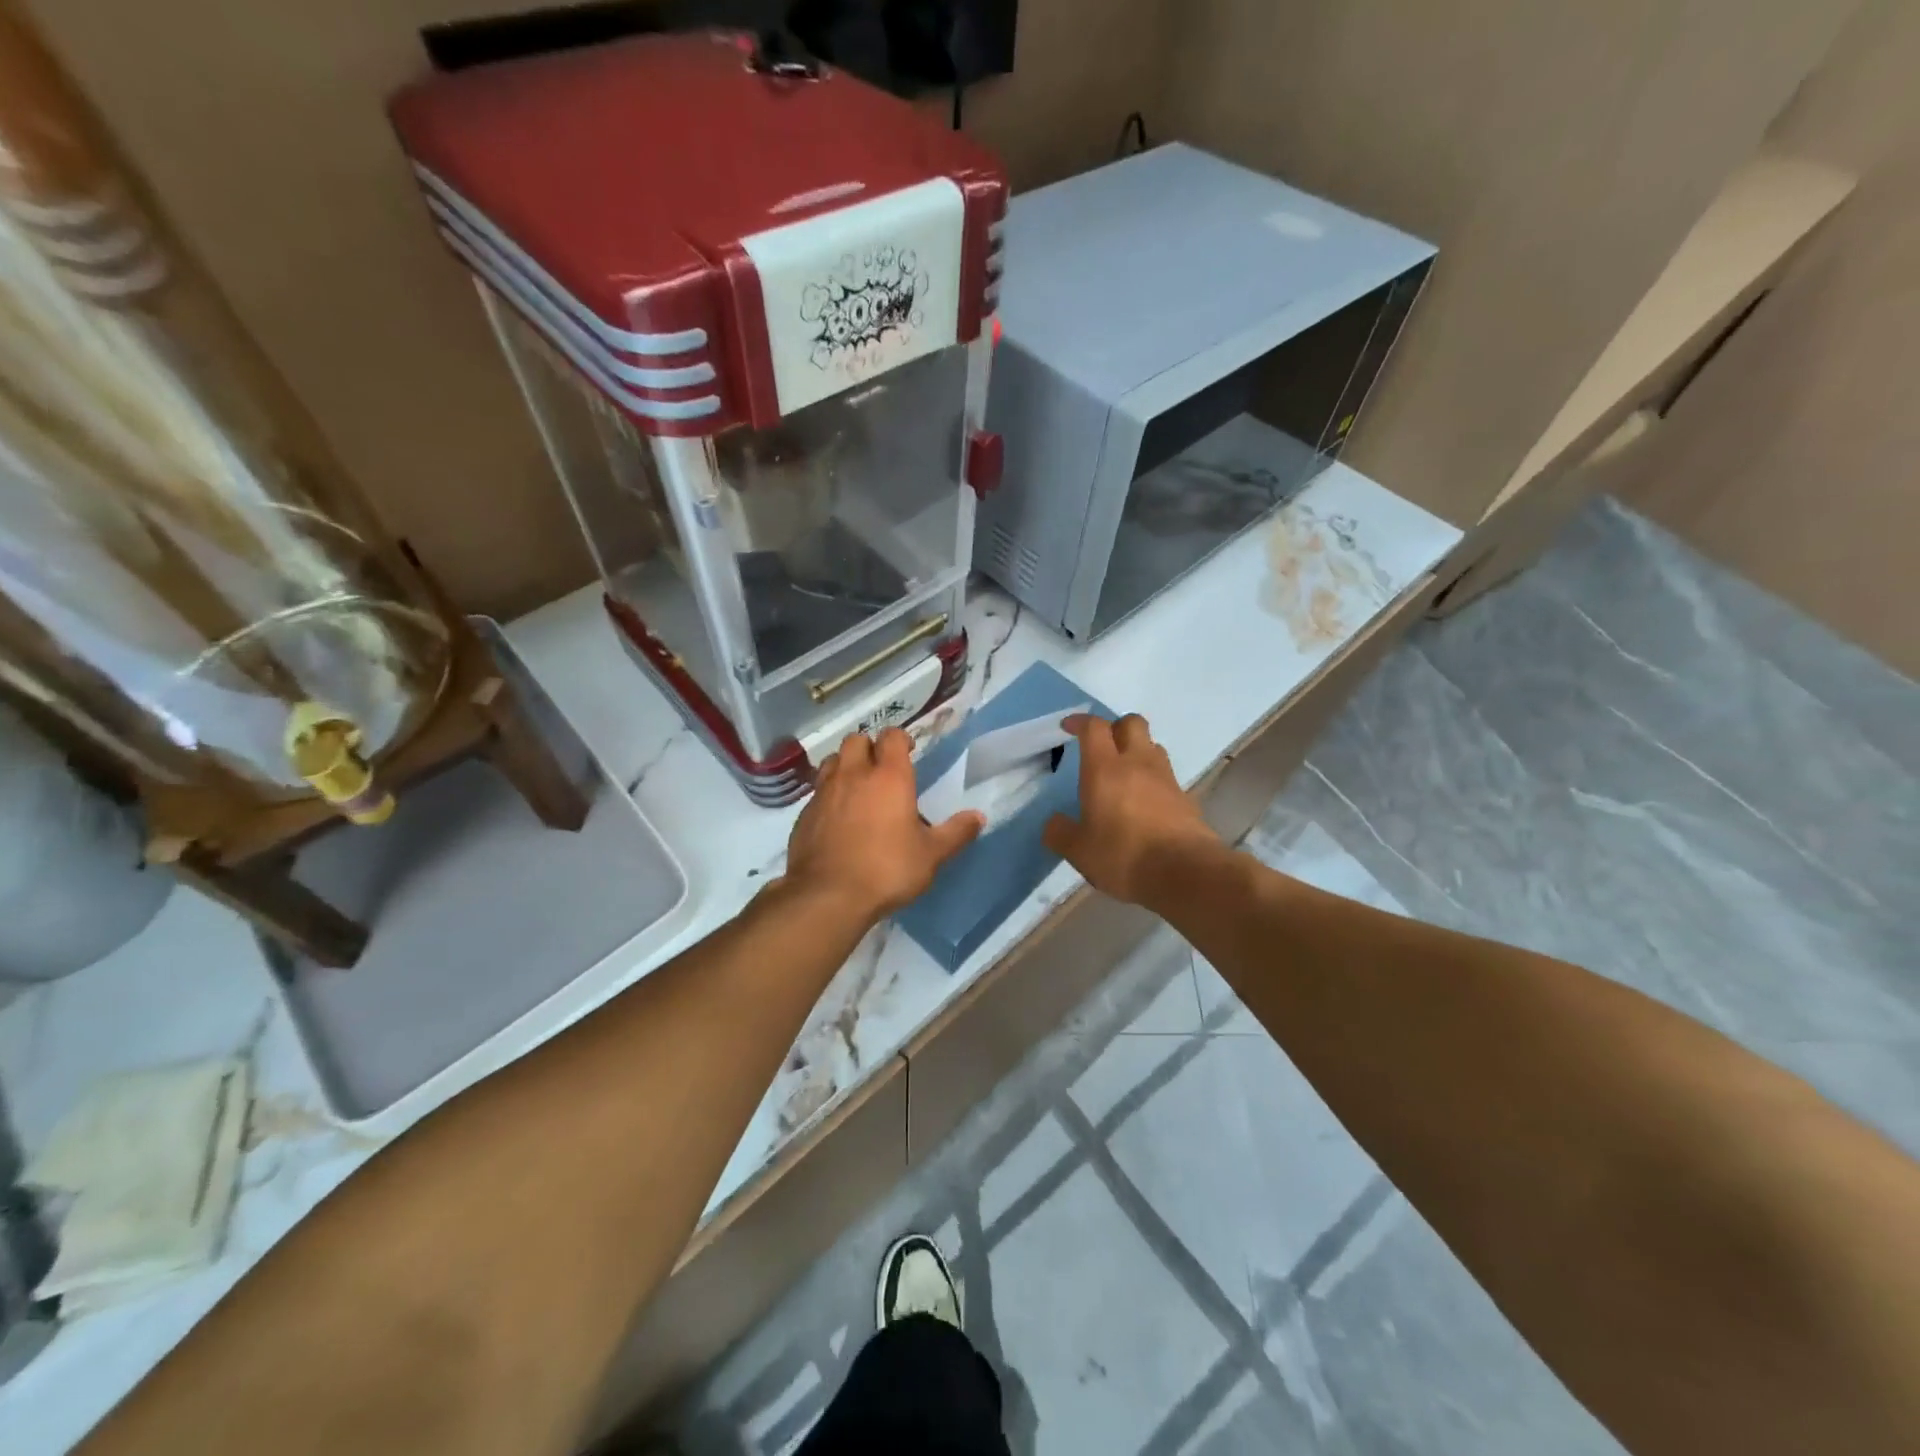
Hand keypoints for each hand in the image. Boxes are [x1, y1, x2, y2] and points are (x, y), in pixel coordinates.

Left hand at [783, 728, 984, 924]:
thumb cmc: (887, 869)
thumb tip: (979, 817)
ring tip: (858, 787)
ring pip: (833, 761)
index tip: (908, 752)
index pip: (892, 736)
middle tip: (882, 769)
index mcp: (889, 777)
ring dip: (846, 765)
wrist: (827, 896)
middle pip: (857, 740)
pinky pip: (818, 791)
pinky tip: (837, 817)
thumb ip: (956, 833)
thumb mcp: (931, 856)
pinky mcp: (805, 813)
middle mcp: (854, 775)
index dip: (901, 739)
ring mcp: (824, 792)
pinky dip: (829, 794)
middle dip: (870, 747)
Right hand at [1044, 714, 1219, 904]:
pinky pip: (1165, 776)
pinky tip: (1144, 803)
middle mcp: (1137, 763)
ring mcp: (1165, 779)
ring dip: (1137, 751)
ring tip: (1123, 774)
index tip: (1068, 727)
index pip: (1094, 727)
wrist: (1184, 872)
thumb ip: (1060, 833)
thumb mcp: (1078, 850)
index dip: (1080, 721)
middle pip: (1132, 723)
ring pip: (1152, 746)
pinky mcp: (1185, 798)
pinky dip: (1152, 780)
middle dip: (1115, 727)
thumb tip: (1054, 823)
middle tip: (1101, 747)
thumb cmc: (1123, 854)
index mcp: (1105, 768)